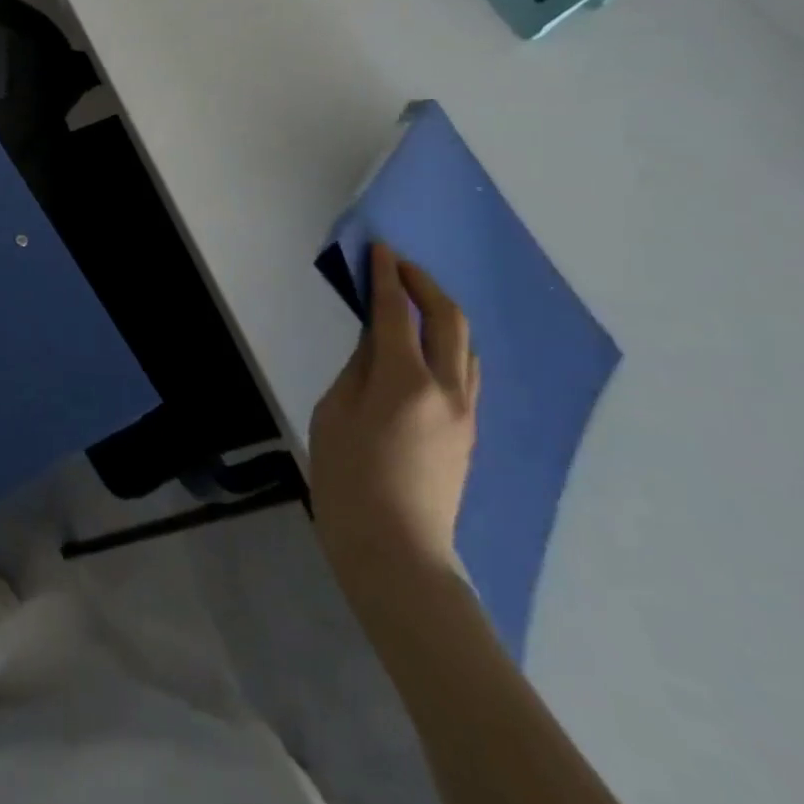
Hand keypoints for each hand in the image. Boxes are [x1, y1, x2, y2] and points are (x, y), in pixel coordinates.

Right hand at [310, 242, 477, 597]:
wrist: (397, 554)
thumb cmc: (348, 480)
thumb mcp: (335, 413)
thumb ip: (358, 368)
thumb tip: (375, 339)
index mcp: (406, 382)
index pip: (397, 312)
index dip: (386, 276)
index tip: (379, 249)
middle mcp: (447, 390)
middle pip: (448, 320)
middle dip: (424, 284)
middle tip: (398, 265)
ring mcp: (466, 414)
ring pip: (465, 346)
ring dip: (442, 313)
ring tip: (413, 301)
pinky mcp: (468, 434)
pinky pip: (465, 373)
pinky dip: (448, 345)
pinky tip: (426, 348)